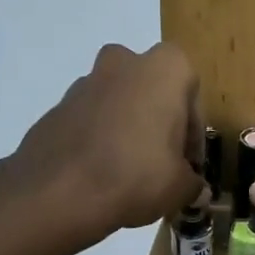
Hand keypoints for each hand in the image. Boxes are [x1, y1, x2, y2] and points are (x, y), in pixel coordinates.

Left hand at [7, 43, 207, 249]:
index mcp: (164, 69)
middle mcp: (124, 62)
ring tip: (130, 172)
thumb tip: (197, 190)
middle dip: (159, 124)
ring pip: (119, 103)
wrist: (58, 191)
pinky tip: (102, 174)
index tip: (189, 165)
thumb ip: (194, 183)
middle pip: (153, 93)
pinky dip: (100, 139)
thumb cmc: (136, 175)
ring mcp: (85, 82)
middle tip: (162, 163)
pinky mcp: (58, 106)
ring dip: (129, 129)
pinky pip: (91, 120)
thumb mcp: (181, 187)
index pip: (192, 98)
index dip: (193, 136)